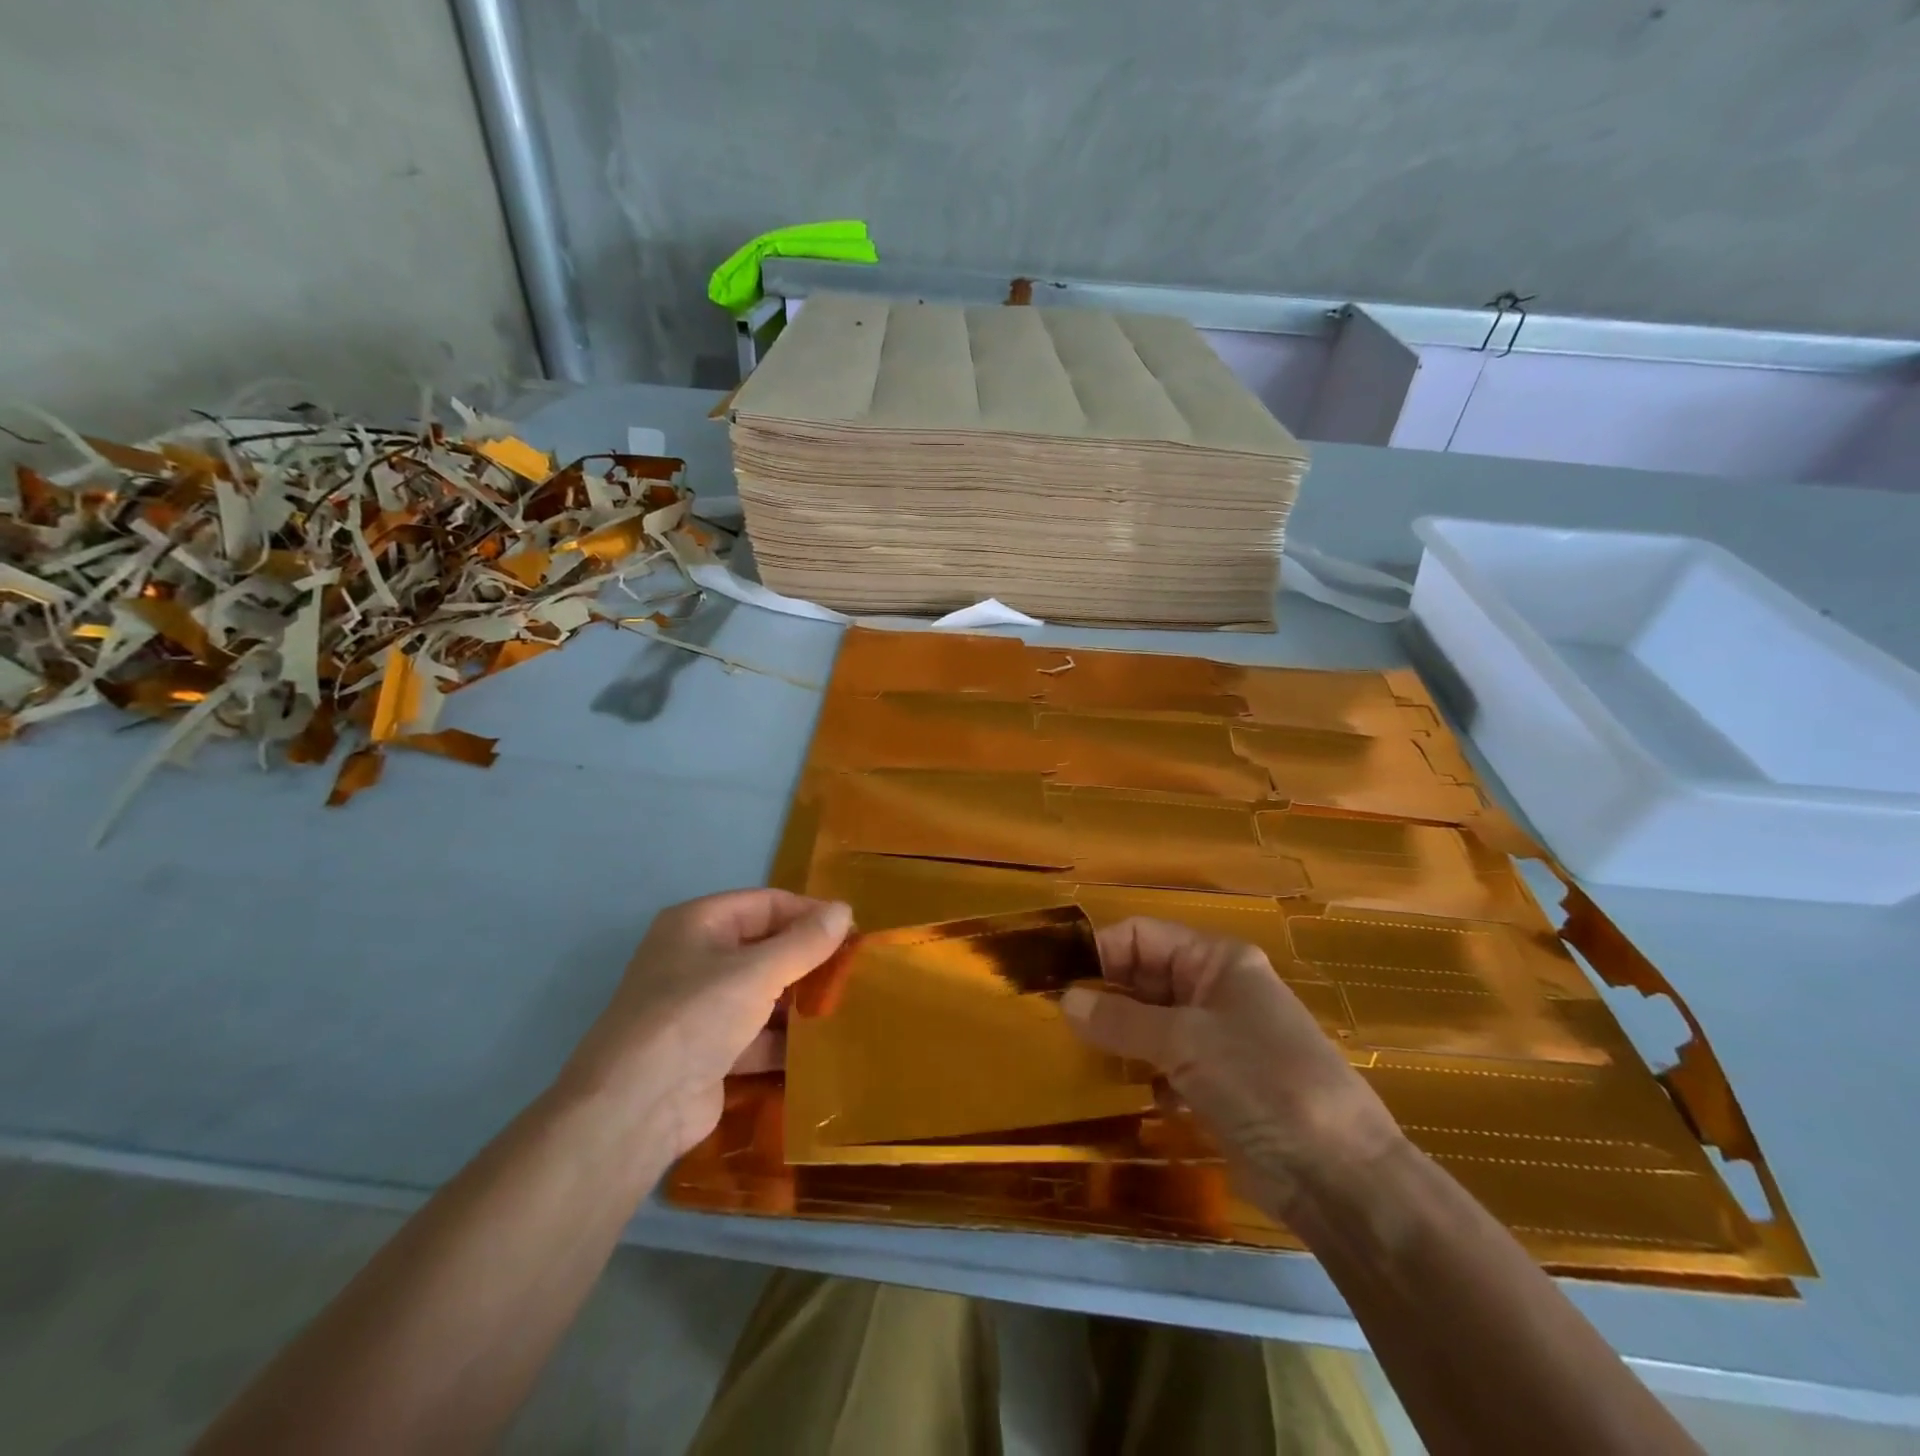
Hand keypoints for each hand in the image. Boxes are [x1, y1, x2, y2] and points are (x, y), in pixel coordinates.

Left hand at [563, 889, 852, 1155]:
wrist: (636, 1108)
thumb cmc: (696, 1016)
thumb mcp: (757, 971)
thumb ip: (805, 942)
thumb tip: (845, 909)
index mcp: (699, 923)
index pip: (766, 904)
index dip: (810, 914)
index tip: (854, 933)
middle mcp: (696, 959)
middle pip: (764, 948)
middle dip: (807, 960)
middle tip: (854, 972)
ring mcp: (699, 1009)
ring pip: (762, 994)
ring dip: (798, 1002)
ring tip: (846, 1008)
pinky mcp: (707, 1053)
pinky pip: (755, 1035)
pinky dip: (783, 1041)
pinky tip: (821, 1048)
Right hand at [1061, 917, 1404, 1215]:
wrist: (1340, 1177)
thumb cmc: (1263, 1083)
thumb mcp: (1186, 1042)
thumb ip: (1121, 1019)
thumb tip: (1065, 999)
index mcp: (1216, 960)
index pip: (1142, 936)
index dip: (1100, 951)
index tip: (1055, 980)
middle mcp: (1215, 989)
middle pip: (1144, 977)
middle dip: (1104, 996)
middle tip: (1056, 1022)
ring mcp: (1218, 1037)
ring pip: (1151, 1021)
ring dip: (1120, 1037)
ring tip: (1080, 1057)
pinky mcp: (1218, 1082)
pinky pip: (1166, 1062)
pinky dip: (1145, 1072)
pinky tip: (1128, 1094)